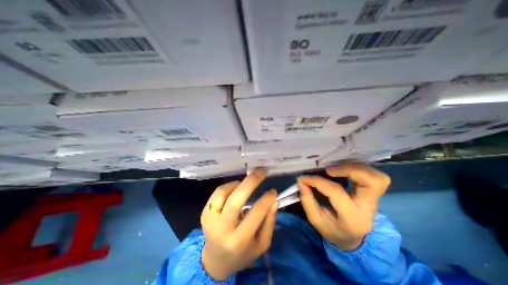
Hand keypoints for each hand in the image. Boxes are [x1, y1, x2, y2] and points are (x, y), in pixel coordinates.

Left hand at [200, 169, 277, 279]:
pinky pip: (217, 193)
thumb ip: (269, 223)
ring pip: (223, 192)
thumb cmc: (242, 254)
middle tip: (261, 171)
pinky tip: (236, 188)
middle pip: (235, 200)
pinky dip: (229, 186)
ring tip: (247, 183)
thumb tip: (274, 201)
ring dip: (238, 183)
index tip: (273, 191)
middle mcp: (222, 229)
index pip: (255, 214)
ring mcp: (210, 220)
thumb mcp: (261, 245)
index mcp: (239, 240)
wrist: (215, 261)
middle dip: (251, 182)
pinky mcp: (204, 213)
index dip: (266, 199)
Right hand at [298, 164, 389, 250]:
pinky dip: (359, 168)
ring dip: (356, 167)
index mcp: (352, 218)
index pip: (336, 192)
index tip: (304, 178)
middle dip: (349, 169)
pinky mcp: (373, 193)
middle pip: (373, 182)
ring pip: (378, 177)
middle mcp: (368, 208)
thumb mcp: (316, 220)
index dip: (318, 181)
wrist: (354, 239)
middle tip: (329, 170)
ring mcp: (374, 200)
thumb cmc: (333, 230)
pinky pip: (374, 176)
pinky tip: (344, 169)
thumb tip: (301, 180)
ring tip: (336, 168)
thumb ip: (307, 200)